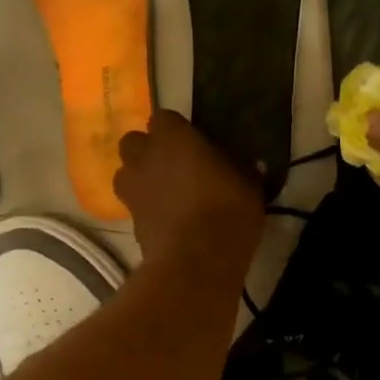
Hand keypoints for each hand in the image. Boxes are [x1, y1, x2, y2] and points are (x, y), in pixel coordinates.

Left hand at [116, 110, 264, 273]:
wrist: (197, 261)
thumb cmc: (228, 211)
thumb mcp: (250, 187)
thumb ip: (245, 172)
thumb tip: (253, 166)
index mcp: (173, 137)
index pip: (164, 118)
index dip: (176, 130)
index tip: (194, 144)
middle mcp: (145, 157)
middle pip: (134, 142)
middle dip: (148, 151)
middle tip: (173, 166)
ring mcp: (132, 190)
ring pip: (126, 174)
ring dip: (141, 179)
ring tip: (165, 194)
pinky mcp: (131, 222)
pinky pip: (135, 207)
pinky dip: (147, 210)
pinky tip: (168, 222)